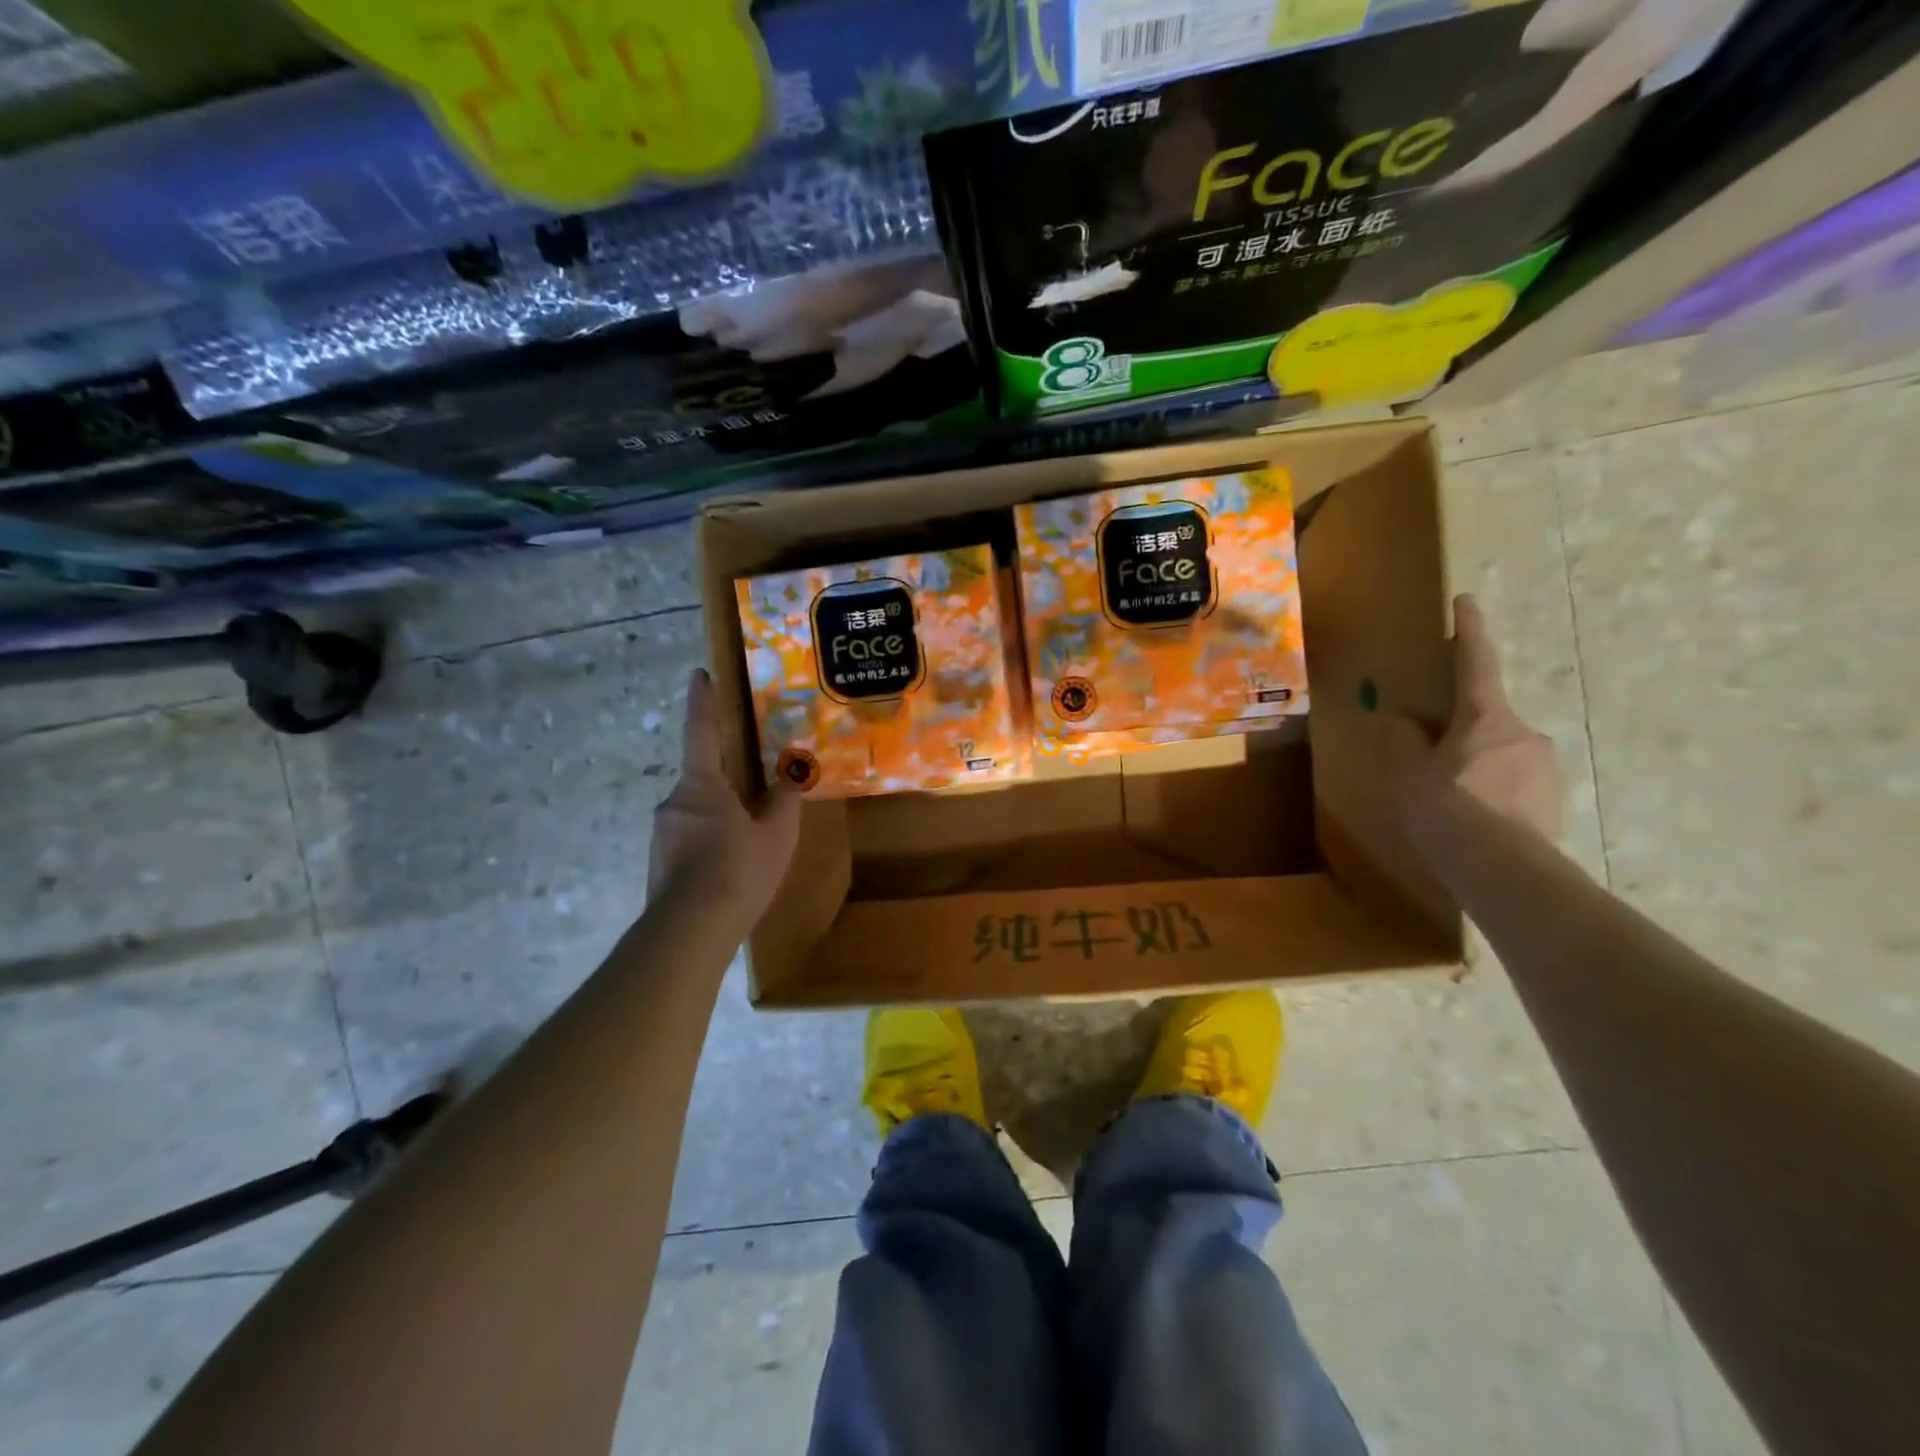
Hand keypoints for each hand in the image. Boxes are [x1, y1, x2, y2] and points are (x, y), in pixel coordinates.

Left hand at [647, 669, 801, 924]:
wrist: (690, 930)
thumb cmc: (738, 869)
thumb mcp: (776, 833)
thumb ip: (783, 801)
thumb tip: (786, 780)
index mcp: (700, 785)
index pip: (701, 731)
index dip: (702, 701)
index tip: (699, 674)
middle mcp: (673, 801)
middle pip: (701, 778)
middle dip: (725, 781)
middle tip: (755, 793)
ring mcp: (661, 834)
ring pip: (696, 812)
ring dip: (720, 817)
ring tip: (749, 841)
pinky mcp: (659, 862)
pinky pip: (690, 838)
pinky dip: (711, 842)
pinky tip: (731, 866)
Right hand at [1386, 594, 1564, 843]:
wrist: (1503, 870)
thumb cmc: (1447, 810)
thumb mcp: (1409, 773)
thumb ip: (1405, 741)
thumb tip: (1403, 719)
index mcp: (1485, 718)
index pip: (1476, 663)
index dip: (1469, 631)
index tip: (1467, 603)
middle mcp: (1524, 733)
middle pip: (1489, 719)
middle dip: (1465, 730)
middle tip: (1438, 755)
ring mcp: (1546, 767)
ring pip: (1504, 755)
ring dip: (1480, 766)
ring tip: (1455, 800)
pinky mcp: (1555, 800)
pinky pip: (1517, 785)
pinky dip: (1496, 792)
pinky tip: (1476, 820)